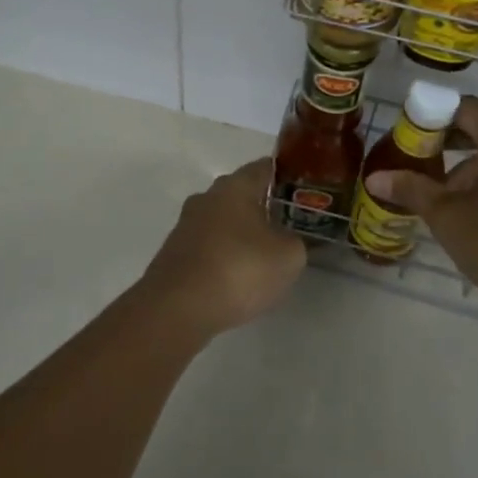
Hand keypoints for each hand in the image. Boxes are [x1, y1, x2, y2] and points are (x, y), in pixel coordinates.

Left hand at [139, 159, 305, 338]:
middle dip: (263, 206)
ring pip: (222, 220)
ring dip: (241, 233)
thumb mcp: (288, 257)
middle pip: (241, 193)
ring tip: (264, 255)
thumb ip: (296, 241)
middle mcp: (207, 197)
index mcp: (235, 186)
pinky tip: (236, 277)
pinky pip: (208, 246)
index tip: (303, 189)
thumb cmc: (239, 270)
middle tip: (289, 224)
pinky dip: (223, 255)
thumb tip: (290, 239)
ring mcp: (186, 225)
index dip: (287, 175)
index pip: (265, 167)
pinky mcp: (174, 254)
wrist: (176, 309)